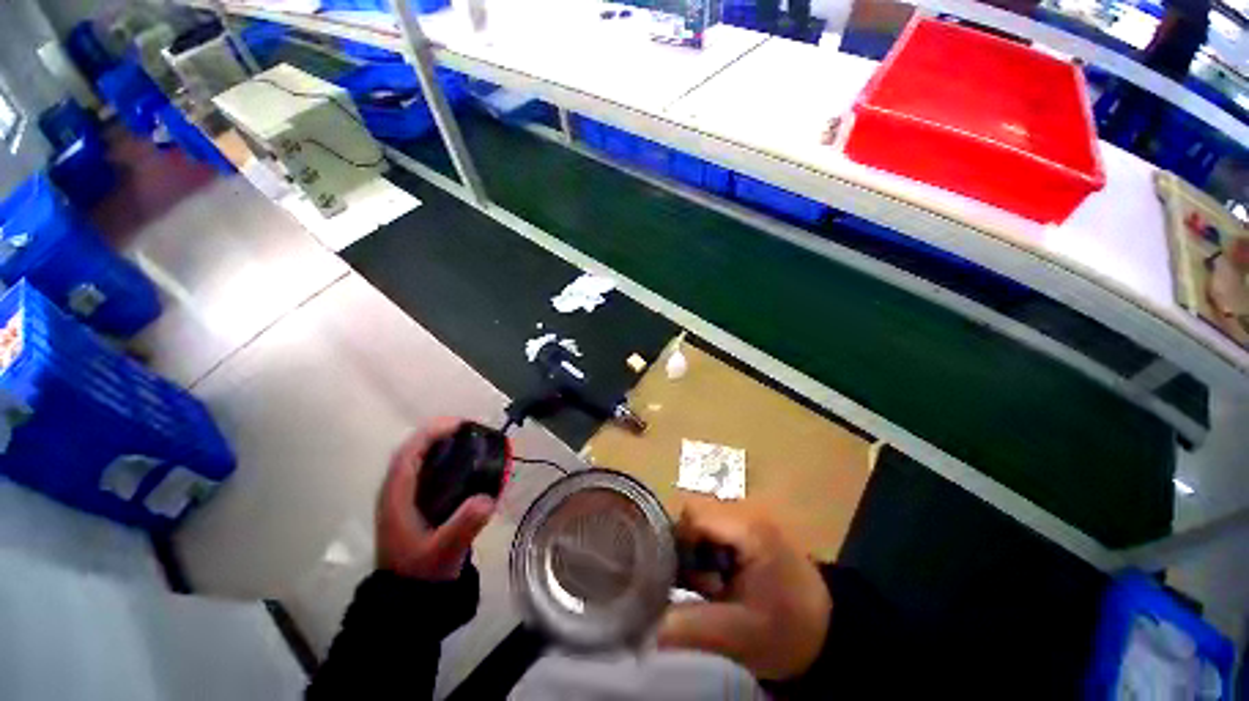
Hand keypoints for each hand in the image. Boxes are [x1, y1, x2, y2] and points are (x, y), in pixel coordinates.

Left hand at [376, 419, 496, 580]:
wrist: (408, 598)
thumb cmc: (422, 572)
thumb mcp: (444, 550)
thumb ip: (464, 525)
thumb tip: (487, 498)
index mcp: (397, 496)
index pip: (409, 452)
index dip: (432, 433)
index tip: (460, 424)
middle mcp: (396, 491)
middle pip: (414, 451)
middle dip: (440, 434)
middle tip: (471, 430)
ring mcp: (403, 498)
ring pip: (419, 460)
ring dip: (441, 445)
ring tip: (470, 440)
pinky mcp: (413, 505)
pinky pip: (427, 471)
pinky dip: (442, 459)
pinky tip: (463, 464)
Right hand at [658, 498, 831, 680]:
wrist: (828, 635)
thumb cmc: (786, 631)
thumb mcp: (737, 634)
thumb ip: (689, 626)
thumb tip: (645, 623)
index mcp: (748, 528)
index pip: (693, 515)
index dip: (676, 542)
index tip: (671, 577)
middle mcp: (746, 513)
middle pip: (694, 517)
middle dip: (684, 551)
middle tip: (693, 588)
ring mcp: (748, 520)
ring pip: (700, 525)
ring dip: (694, 555)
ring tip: (707, 589)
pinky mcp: (748, 531)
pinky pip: (713, 533)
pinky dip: (706, 556)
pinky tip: (716, 584)